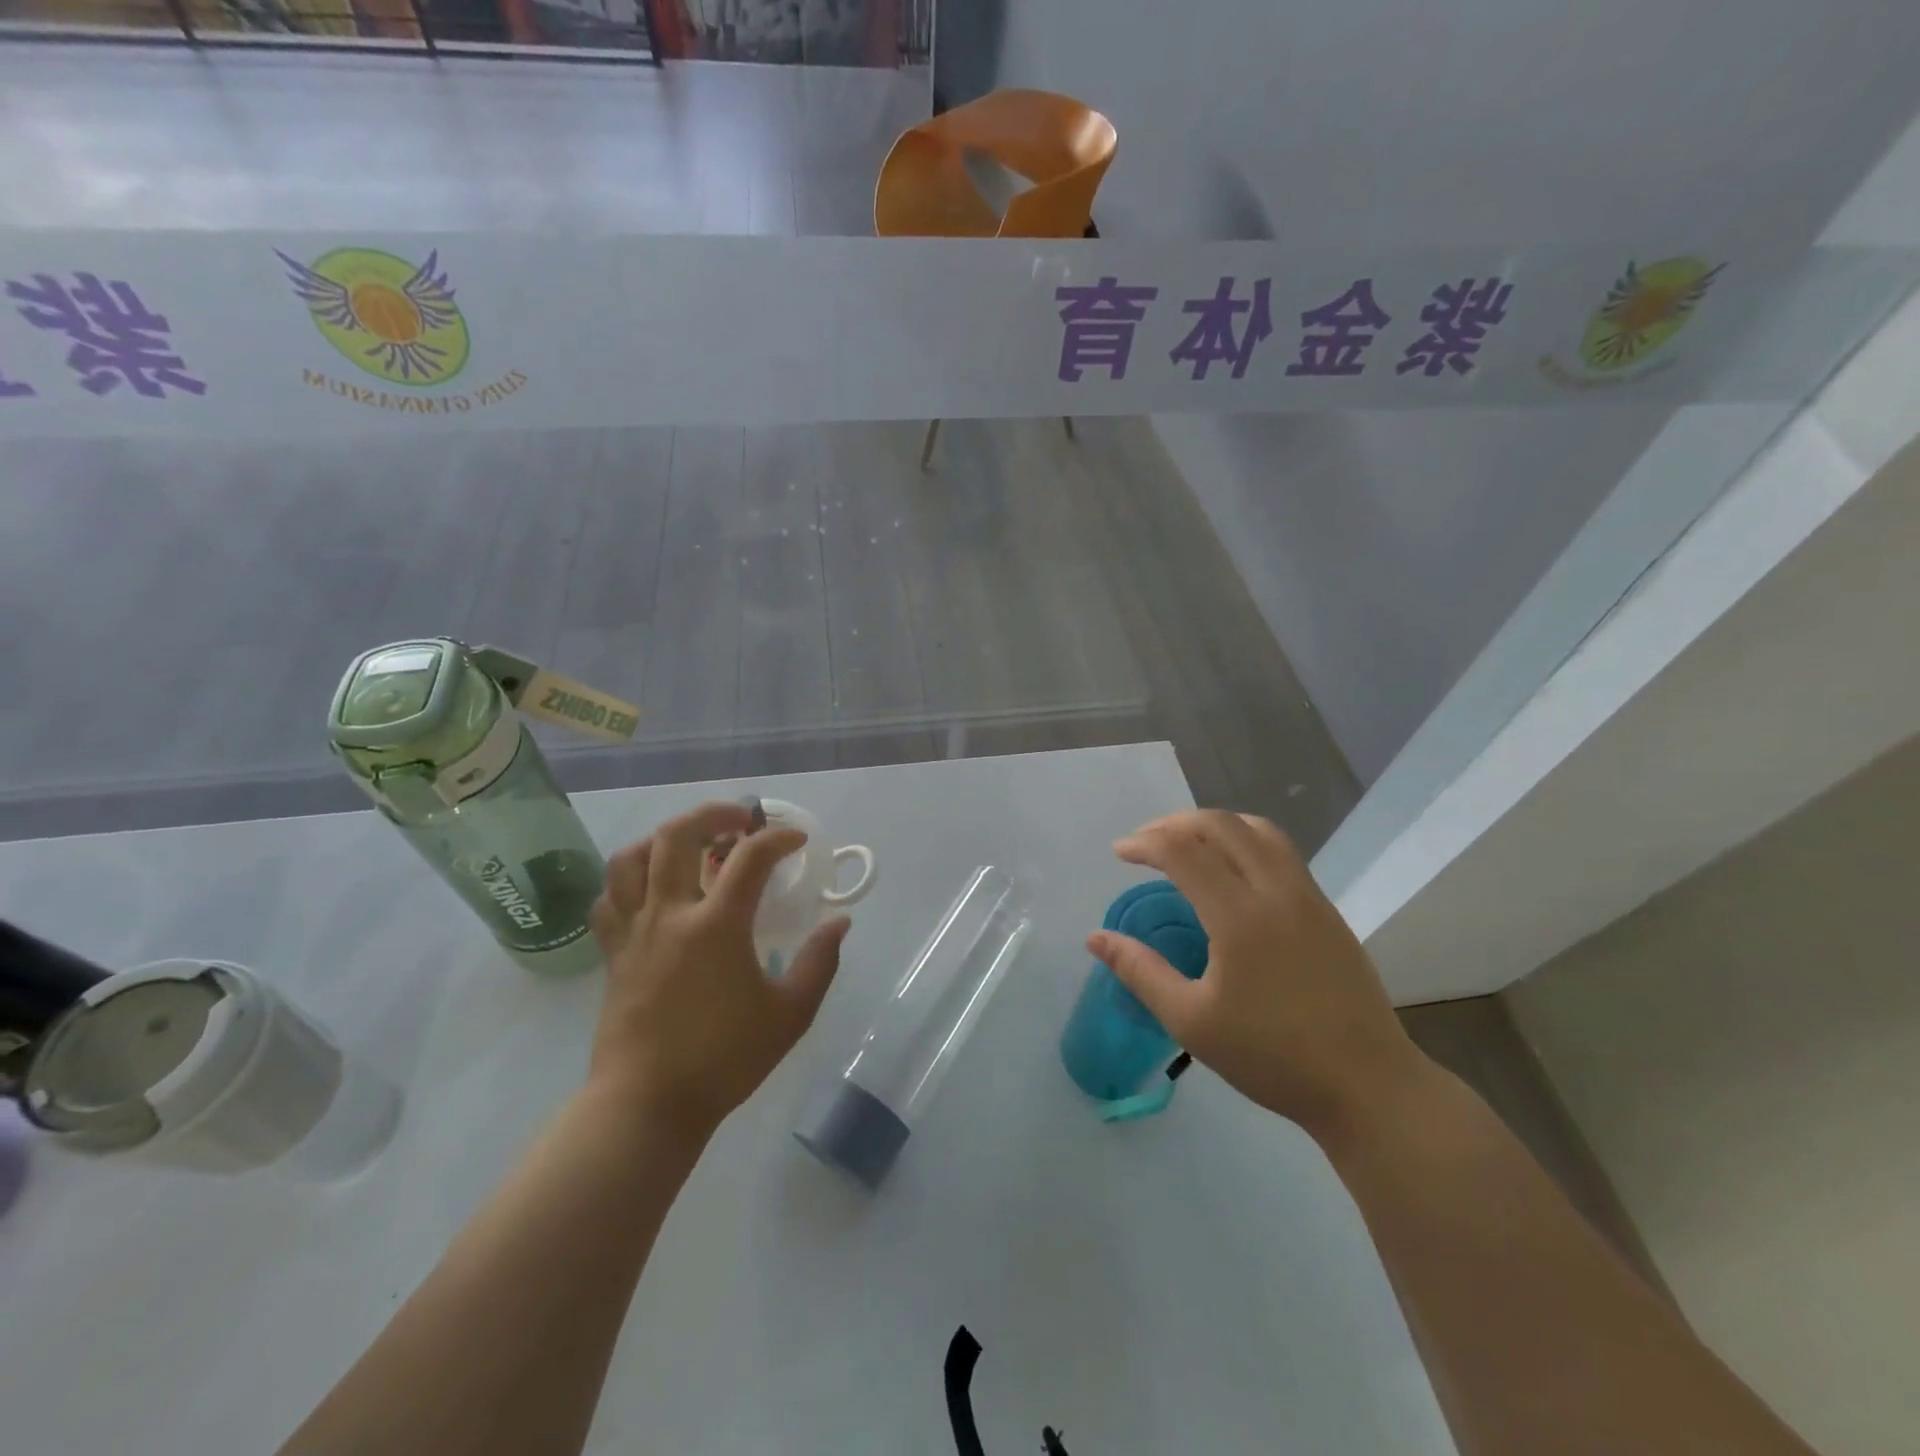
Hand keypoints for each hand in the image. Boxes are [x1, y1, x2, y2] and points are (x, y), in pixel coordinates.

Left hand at [587, 801, 848, 1139]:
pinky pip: (608, 898)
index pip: (750, 857)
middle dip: (712, 813)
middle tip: (740, 819)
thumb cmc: (723, 1060)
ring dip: (663, 839)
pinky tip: (651, 889)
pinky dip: (628, 880)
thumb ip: (820, 963)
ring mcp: (633, 931)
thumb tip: (839, 923)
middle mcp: (669, 914)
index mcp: (716, 926)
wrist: (647, 1105)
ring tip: (691, 845)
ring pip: (631, 858)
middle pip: (677, 835)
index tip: (798, 841)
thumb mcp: (790, 1015)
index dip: (778, 838)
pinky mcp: (612, 953)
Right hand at [1088, 809, 1425, 1141]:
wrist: (1368, 1085)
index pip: (1182, 851)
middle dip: (1174, 823)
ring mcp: (1308, 896)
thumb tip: (1096, 938)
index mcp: (1239, 916)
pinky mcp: (1326, 909)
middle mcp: (1276, 891)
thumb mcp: (1191, 1021)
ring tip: (1186, 841)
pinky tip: (1231, 868)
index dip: (1144, 843)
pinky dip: (1244, 838)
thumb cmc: (1272, 1057)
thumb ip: (1140, 972)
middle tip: (1145, 842)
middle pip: (1220, 825)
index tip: (1119, 853)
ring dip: (1214, 824)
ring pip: (1257, 829)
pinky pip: (1280, 850)